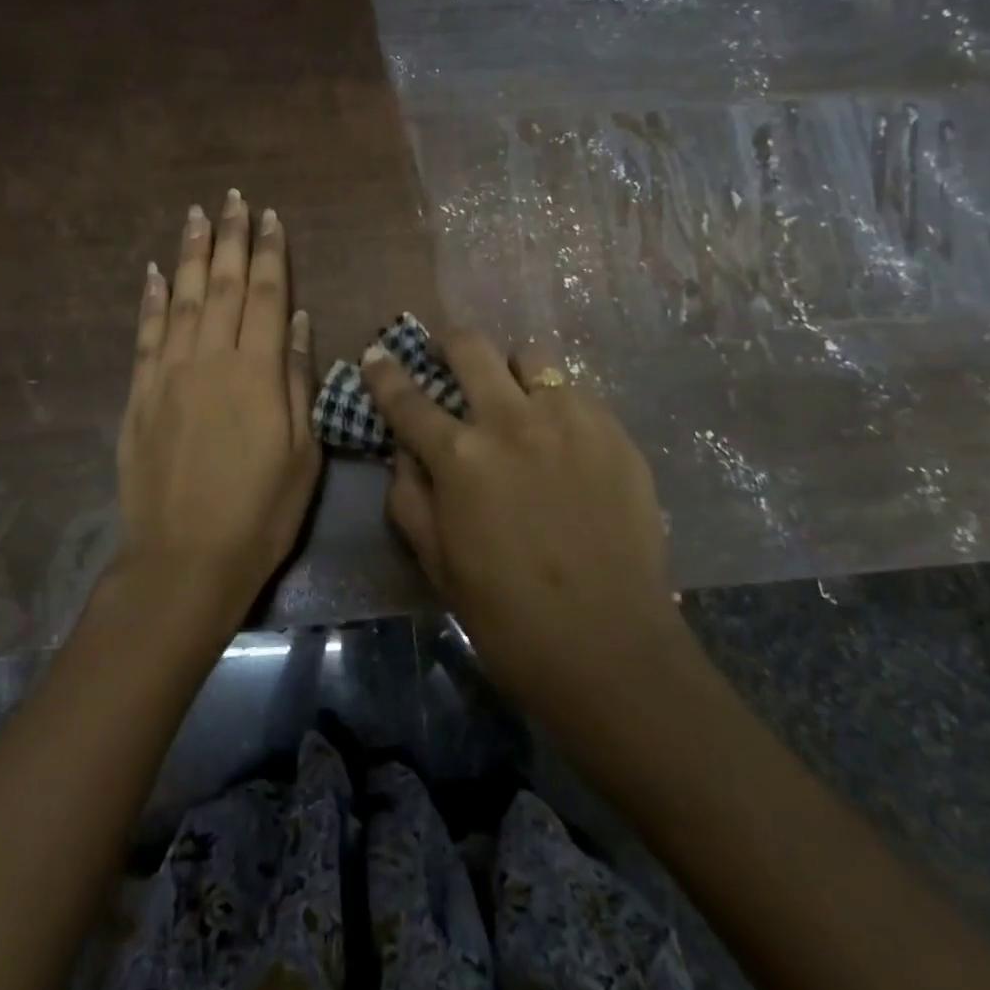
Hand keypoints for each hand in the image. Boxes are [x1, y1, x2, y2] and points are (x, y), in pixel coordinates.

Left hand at [116, 192, 320, 630]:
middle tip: (232, 199)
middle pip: (223, 286)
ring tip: (195, 215)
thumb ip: (300, 380)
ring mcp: (169, 375)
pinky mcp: (139, 395)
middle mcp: (211, 360)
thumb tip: (301, 321)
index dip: (270, 253)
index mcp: (258, 373)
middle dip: (230, 239)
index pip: (267, 296)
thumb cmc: (260, 512)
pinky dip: (149, 299)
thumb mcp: (302, 452)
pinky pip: (145, 335)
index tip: (271, 217)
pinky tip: (153, 272)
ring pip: (181, 299)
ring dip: (190, 255)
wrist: (185, 559)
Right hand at [362, 334, 679, 709]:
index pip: (407, 398)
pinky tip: (561, 437)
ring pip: (531, 356)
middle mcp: (511, 421)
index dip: (385, 373)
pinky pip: (576, 391)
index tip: (376, 353)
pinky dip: (556, 401)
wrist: (611, 646)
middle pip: (471, 347)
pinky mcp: (613, 431)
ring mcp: (569, 419)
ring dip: (511, 369)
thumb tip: (403, 453)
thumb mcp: (437, 564)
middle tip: (447, 357)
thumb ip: (410, 498)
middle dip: (449, 343)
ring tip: (514, 397)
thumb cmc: (509, 617)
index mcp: (460, 457)